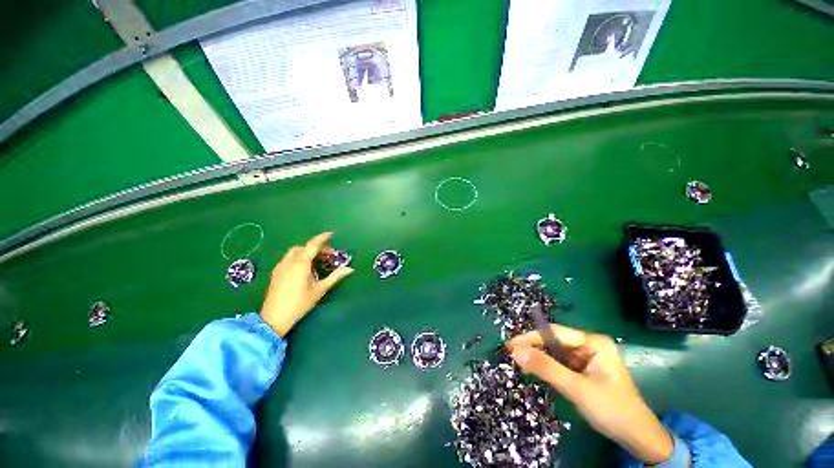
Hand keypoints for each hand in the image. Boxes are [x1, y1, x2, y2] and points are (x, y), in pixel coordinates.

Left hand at [260, 232, 353, 336]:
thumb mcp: (320, 289)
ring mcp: (281, 266)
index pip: (313, 245)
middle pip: (304, 247)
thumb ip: (335, 276)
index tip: (331, 234)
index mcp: (301, 263)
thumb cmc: (300, 303)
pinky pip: (288, 258)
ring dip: (306, 251)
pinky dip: (298, 257)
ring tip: (316, 261)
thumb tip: (350, 268)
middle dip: (316, 247)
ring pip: (294, 252)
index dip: (322, 238)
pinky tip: (303, 268)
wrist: (274, 318)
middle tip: (327, 254)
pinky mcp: (276, 273)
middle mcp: (289, 261)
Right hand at [508, 324, 677, 465]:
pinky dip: (547, 367)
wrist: (638, 438)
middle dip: (534, 347)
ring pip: (556, 353)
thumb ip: (546, 368)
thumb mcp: (576, 389)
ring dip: (539, 357)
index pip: (554, 333)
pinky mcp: (584, 371)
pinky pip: (560, 364)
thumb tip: (515, 352)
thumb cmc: (612, 410)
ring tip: (520, 362)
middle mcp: (589, 346)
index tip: (510, 345)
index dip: (531, 337)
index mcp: (593, 343)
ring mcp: (587, 358)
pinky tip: (536, 370)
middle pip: (554, 341)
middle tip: (512, 355)